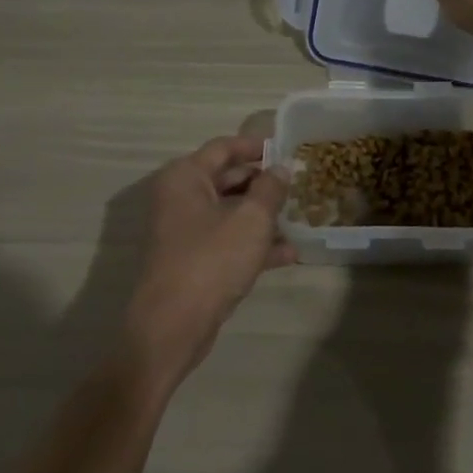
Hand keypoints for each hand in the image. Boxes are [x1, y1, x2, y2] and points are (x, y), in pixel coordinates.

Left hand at [124, 136, 293, 390]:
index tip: (286, 148)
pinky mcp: (193, 260)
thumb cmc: (211, 261)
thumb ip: (270, 190)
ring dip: (263, 215)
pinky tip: (289, 254)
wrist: (172, 327)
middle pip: (227, 178)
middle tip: (298, 183)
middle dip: (263, 182)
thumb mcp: (251, 221)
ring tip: (300, 216)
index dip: (256, 146)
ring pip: (230, 212)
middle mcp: (180, 198)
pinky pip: (228, 240)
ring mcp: (185, 231)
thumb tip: (281, 168)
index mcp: (186, 177)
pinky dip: (254, 243)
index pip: (224, 147)